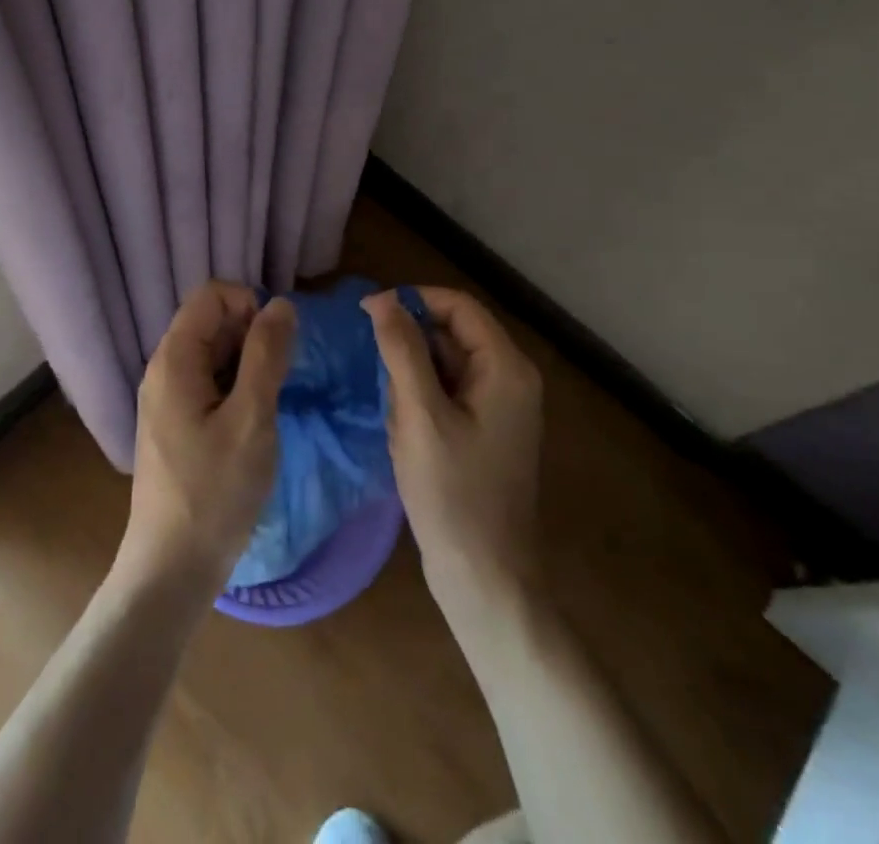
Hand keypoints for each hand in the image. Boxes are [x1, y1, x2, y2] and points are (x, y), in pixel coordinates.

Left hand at [118, 283, 294, 597]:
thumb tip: (280, 303)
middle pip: (212, 322)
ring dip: (247, 365)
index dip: (249, 305)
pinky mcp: (175, 423)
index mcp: (175, 359)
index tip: (276, 345)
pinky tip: (252, 424)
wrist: (171, 570)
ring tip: (267, 407)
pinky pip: (209, 383)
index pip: (212, 294)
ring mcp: (167, 398)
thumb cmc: (214, 492)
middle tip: (277, 382)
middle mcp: (164, 369)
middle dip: (252, 336)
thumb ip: (267, 355)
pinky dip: (235, 388)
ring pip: (214, 354)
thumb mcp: (252, 418)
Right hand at [363, 286, 543, 626]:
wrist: (485, 579)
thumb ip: (402, 350)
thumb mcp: (420, 416)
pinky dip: (421, 402)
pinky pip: (449, 393)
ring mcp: (501, 406)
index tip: (367, 313)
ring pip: (446, 364)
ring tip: (394, 417)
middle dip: (409, 347)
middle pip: (452, 333)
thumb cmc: (453, 495)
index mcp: (506, 367)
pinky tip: (404, 433)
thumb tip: (382, 299)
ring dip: (412, 379)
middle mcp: (511, 377)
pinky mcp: (487, 429)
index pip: (458, 306)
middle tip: (375, 374)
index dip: (412, 300)